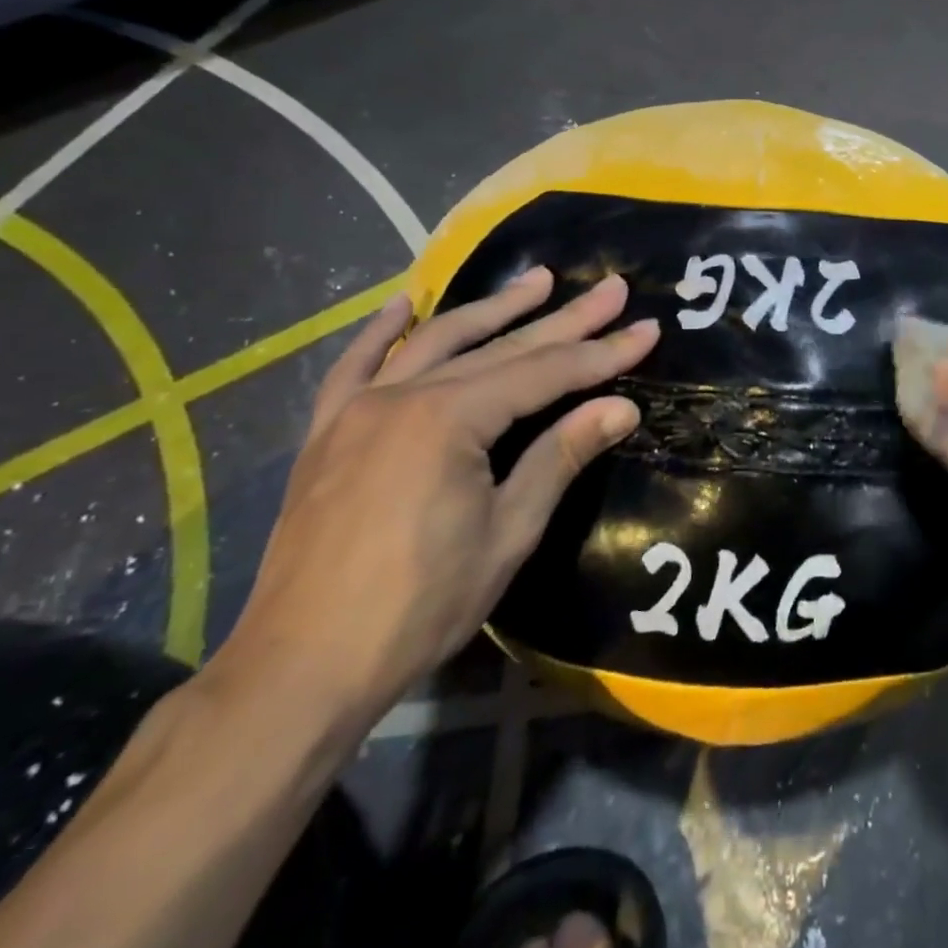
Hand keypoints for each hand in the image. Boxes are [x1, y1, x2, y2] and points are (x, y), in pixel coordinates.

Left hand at [217, 270, 657, 725]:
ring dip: (491, 308)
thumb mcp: (508, 531)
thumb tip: (621, 408)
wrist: (299, 668)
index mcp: (448, 420)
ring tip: (537, 279)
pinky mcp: (327, 433)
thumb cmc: (419, 605)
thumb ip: (560, 457)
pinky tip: (404, 305)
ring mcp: (356, 410)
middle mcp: (401, 396)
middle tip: (612, 289)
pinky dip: (382, 332)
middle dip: (564, 318)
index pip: (545, 373)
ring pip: (435, 342)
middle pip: (500, 347)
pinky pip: (355, 366)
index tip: (647, 329)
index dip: (602, 353)